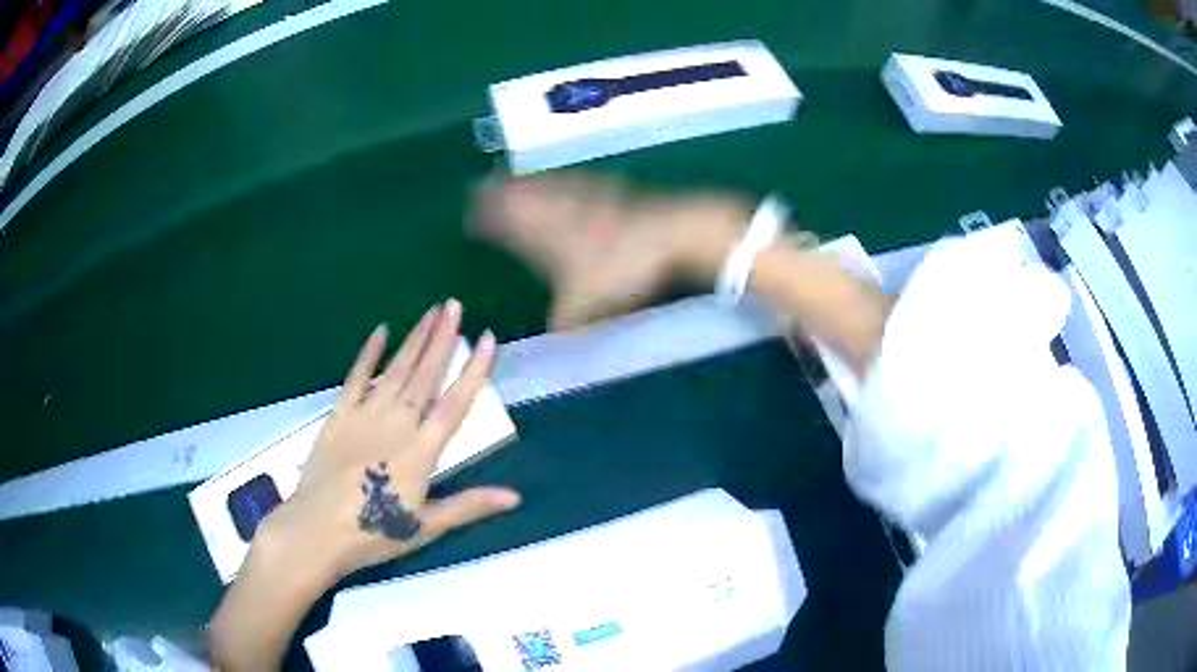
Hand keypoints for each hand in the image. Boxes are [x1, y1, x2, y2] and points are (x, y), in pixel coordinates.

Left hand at [210, 301, 519, 670]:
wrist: (317, 530)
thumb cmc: (373, 533)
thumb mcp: (427, 527)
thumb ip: (470, 505)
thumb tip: (516, 497)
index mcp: (421, 451)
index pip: (455, 403)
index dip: (474, 370)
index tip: (487, 339)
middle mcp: (396, 424)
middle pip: (425, 375)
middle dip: (443, 338)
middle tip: (455, 305)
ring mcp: (365, 416)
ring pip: (396, 370)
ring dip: (415, 339)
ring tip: (430, 311)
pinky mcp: (339, 416)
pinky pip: (356, 378)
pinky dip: (369, 354)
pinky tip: (380, 332)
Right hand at [471, 173, 750, 329]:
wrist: (672, 234)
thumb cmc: (621, 268)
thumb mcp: (585, 307)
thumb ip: (563, 323)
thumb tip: (552, 337)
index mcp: (542, 232)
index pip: (503, 220)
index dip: (484, 217)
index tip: (469, 215)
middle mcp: (558, 208)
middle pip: (520, 194)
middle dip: (498, 191)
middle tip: (483, 185)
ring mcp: (586, 196)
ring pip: (546, 185)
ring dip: (527, 183)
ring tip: (516, 180)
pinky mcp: (612, 191)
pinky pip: (575, 182)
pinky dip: (562, 182)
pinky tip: (570, 181)